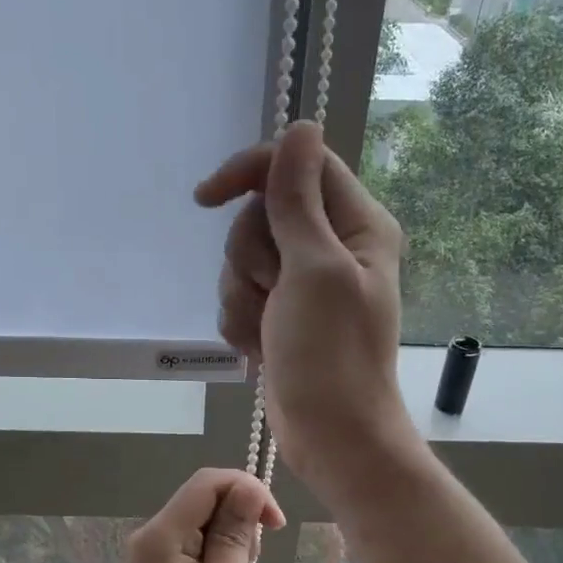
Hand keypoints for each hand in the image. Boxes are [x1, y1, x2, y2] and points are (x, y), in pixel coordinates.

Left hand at [101, 468, 284, 562]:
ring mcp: (149, 557)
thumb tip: (248, 490)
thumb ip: (235, 539)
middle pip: (203, 500)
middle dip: (239, 521)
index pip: (208, 481)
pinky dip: (215, 561)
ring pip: (200, 525)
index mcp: (162, 535)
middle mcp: (150, 536)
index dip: (248, 489)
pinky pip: (191, 549)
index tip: (275, 526)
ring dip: (230, 545)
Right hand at [195, 122, 418, 502]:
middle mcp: (331, 245)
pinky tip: (260, 349)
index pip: (295, 165)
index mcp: (356, 224)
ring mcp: (302, 283)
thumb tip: (301, 127)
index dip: (248, 173)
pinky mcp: (280, 314)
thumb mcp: (314, 270)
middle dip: (250, 259)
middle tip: (274, 294)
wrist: (331, 436)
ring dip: (242, 297)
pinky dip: (240, 322)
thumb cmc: (331, 356)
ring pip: (241, 259)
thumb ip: (298, 200)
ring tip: (267, 330)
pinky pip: (238, 296)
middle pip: (259, 215)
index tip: (205, 197)